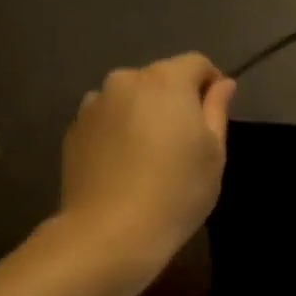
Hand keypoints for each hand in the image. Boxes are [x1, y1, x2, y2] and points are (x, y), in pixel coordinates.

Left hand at [59, 52, 236, 271]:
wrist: (110, 232)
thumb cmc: (177, 190)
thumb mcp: (213, 152)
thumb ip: (217, 110)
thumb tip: (222, 84)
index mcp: (166, 80)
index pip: (196, 64)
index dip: (211, 83)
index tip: (216, 114)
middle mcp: (125, 81)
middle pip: (160, 79)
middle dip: (175, 99)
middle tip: (185, 140)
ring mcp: (94, 105)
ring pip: (130, 99)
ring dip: (144, 114)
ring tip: (151, 155)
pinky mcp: (74, 131)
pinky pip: (106, 121)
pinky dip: (119, 132)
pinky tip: (125, 167)